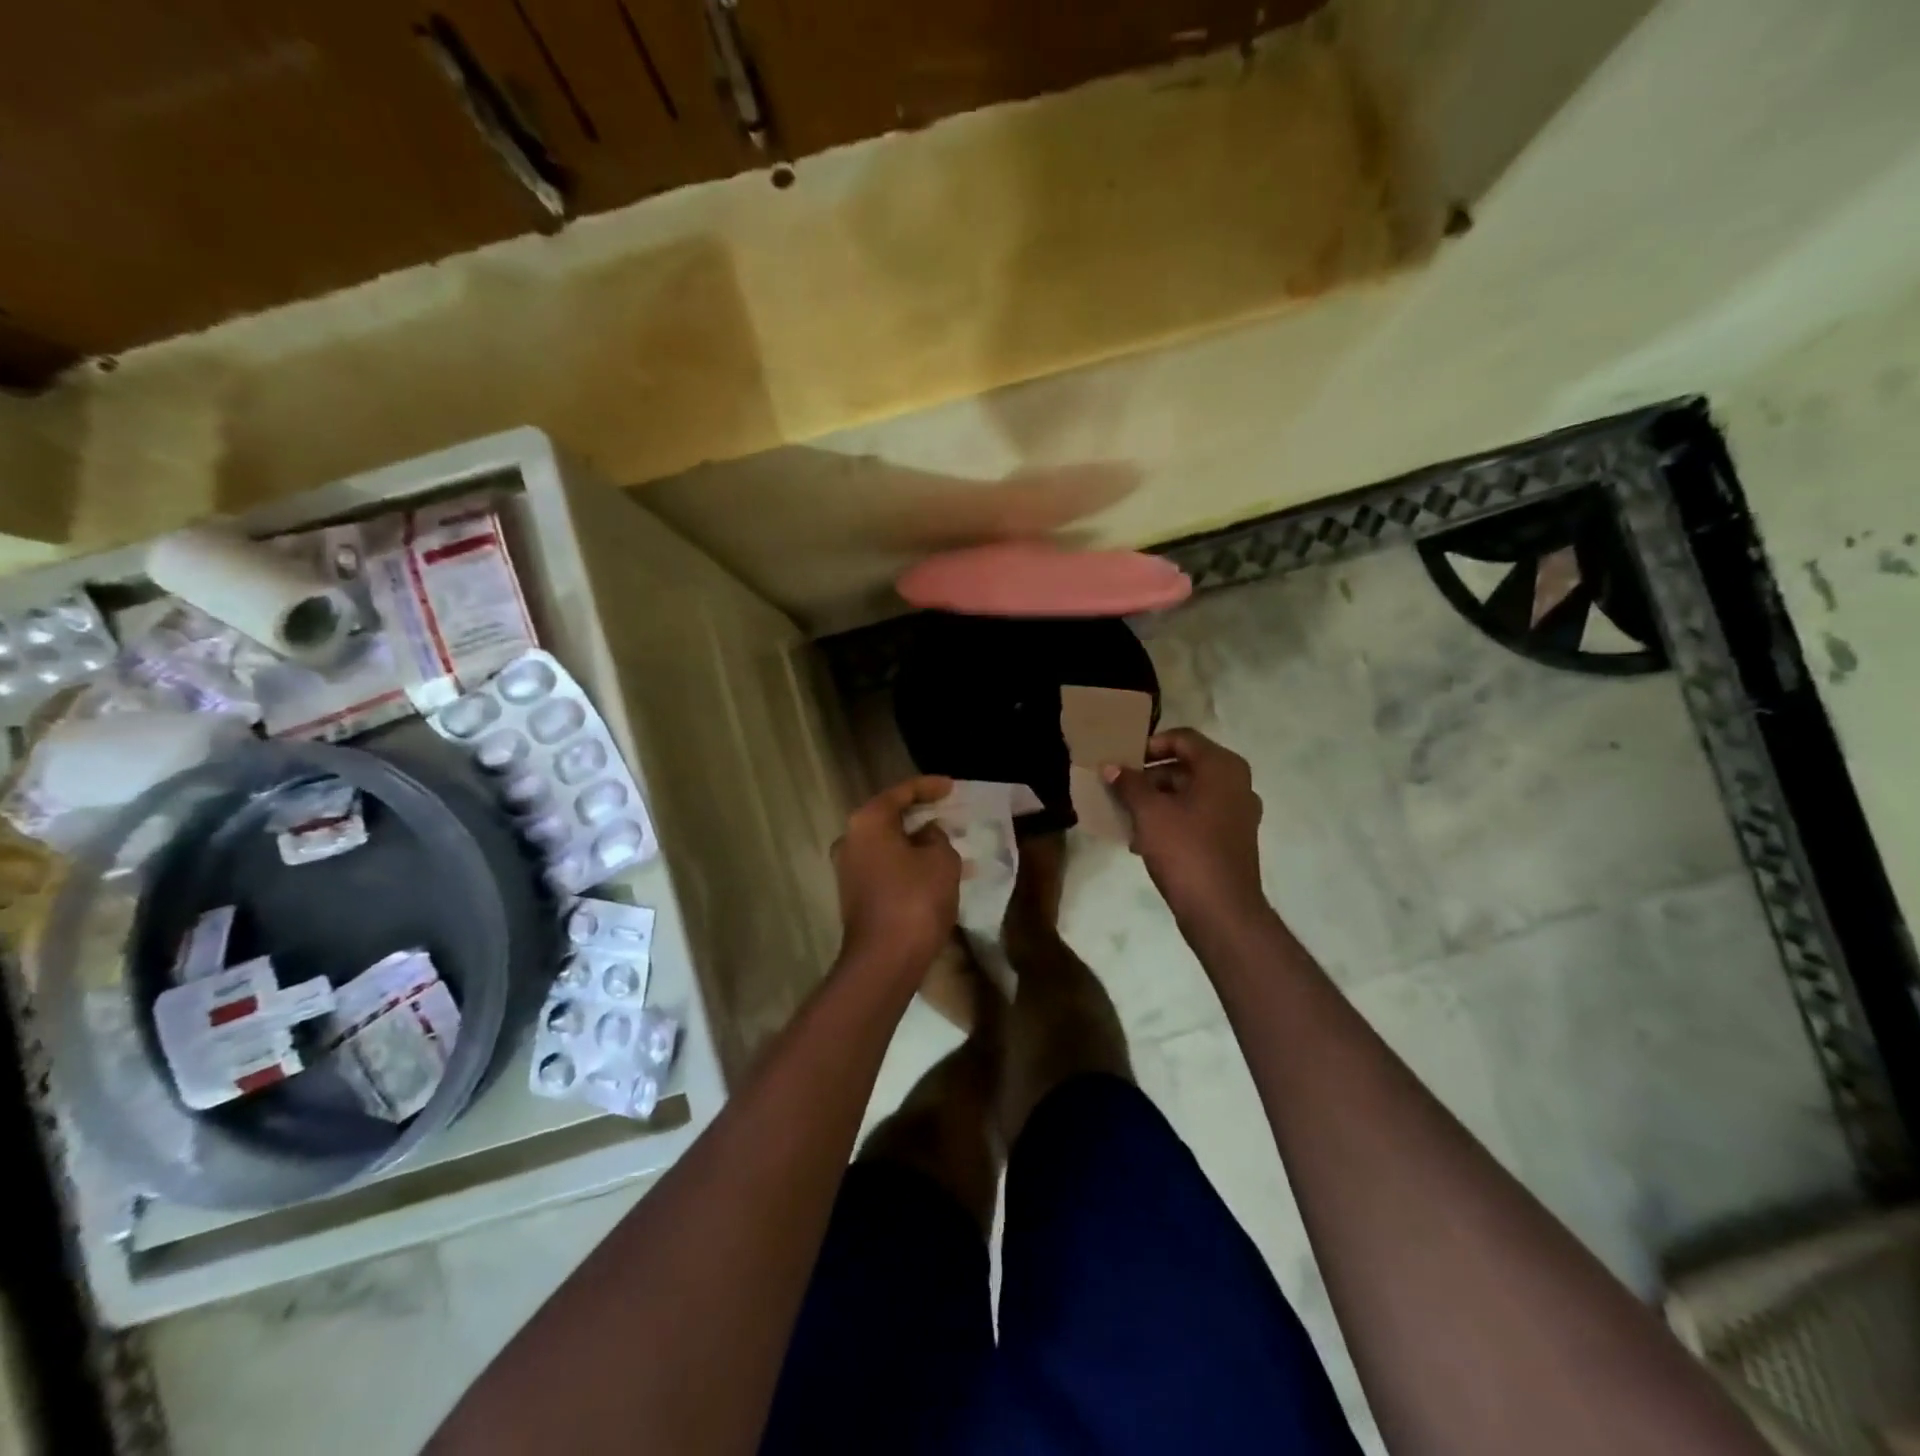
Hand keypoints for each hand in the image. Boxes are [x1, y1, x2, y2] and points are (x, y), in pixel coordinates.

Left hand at [833, 776, 960, 976]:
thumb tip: (926, 835)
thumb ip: (937, 837)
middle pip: (889, 816)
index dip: (929, 787)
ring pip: (888, 844)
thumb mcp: (941, 860)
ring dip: (915, 842)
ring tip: (947, 843)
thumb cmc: (915, 900)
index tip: (952, 786)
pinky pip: (885, 866)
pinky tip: (932, 870)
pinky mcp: (854, 894)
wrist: (884, 960)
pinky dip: (907, 862)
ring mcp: (848, 869)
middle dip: (921, 814)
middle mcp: (850, 839)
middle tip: (949, 812)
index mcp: (868, 822)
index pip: (901, 792)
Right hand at [1107, 728, 1269, 930]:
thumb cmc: (1185, 850)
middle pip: (1186, 765)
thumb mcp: (1149, 813)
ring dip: (1158, 800)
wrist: (1221, 910)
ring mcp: (1238, 813)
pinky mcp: (1233, 839)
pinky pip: (1198, 816)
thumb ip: (1129, 784)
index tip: (1123, 761)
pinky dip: (1173, 819)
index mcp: (1222, 767)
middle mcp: (1237, 784)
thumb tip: (1111, 766)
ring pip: (1190, 793)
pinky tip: (1144, 839)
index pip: (1183, 738)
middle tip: (1120, 788)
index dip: (1149, 745)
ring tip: (1127, 815)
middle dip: (1150, 776)